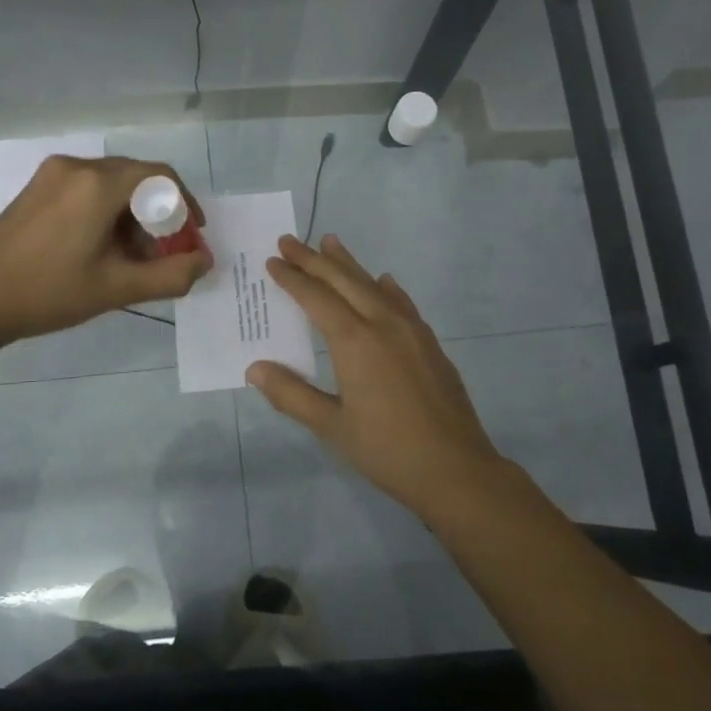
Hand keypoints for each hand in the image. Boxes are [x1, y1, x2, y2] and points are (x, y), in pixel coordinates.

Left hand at [0, 156, 211, 347]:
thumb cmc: (49, 292)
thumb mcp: (116, 288)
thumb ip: (170, 275)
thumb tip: (204, 262)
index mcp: (98, 184)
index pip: (160, 176)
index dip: (185, 203)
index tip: (192, 234)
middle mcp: (77, 167)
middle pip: (135, 177)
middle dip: (158, 212)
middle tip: (163, 251)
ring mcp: (51, 175)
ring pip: (110, 183)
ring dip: (131, 213)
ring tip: (131, 255)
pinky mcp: (36, 188)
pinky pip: (85, 188)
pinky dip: (105, 210)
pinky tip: (100, 246)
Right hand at [248, 234, 514, 516]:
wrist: (455, 469)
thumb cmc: (386, 450)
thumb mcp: (331, 426)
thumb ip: (291, 394)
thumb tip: (255, 368)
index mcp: (355, 342)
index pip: (316, 298)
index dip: (292, 278)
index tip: (273, 261)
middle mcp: (383, 324)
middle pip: (344, 281)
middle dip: (314, 260)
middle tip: (290, 241)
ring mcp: (411, 331)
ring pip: (374, 285)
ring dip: (349, 264)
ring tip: (331, 242)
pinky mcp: (429, 343)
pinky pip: (402, 302)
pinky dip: (385, 287)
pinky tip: (382, 282)